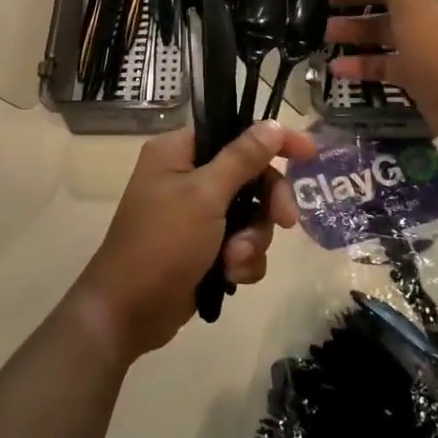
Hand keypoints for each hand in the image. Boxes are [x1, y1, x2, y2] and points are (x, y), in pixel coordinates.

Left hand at [72, 120, 318, 361]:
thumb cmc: (162, 243)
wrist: (128, 313)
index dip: (274, 141)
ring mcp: (196, 214)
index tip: (310, 154)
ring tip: (234, 261)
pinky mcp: (204, 247)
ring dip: (252, 240)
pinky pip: (242, 243)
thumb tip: (272, 124)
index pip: (235, 131)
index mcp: (179, 152)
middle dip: (267, 203)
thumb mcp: (205, 196)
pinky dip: (242, 260)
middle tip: (286, 221)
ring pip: (251, 214)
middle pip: (250, 176)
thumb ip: (242, 159)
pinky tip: (230, 276)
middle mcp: (187, 176)